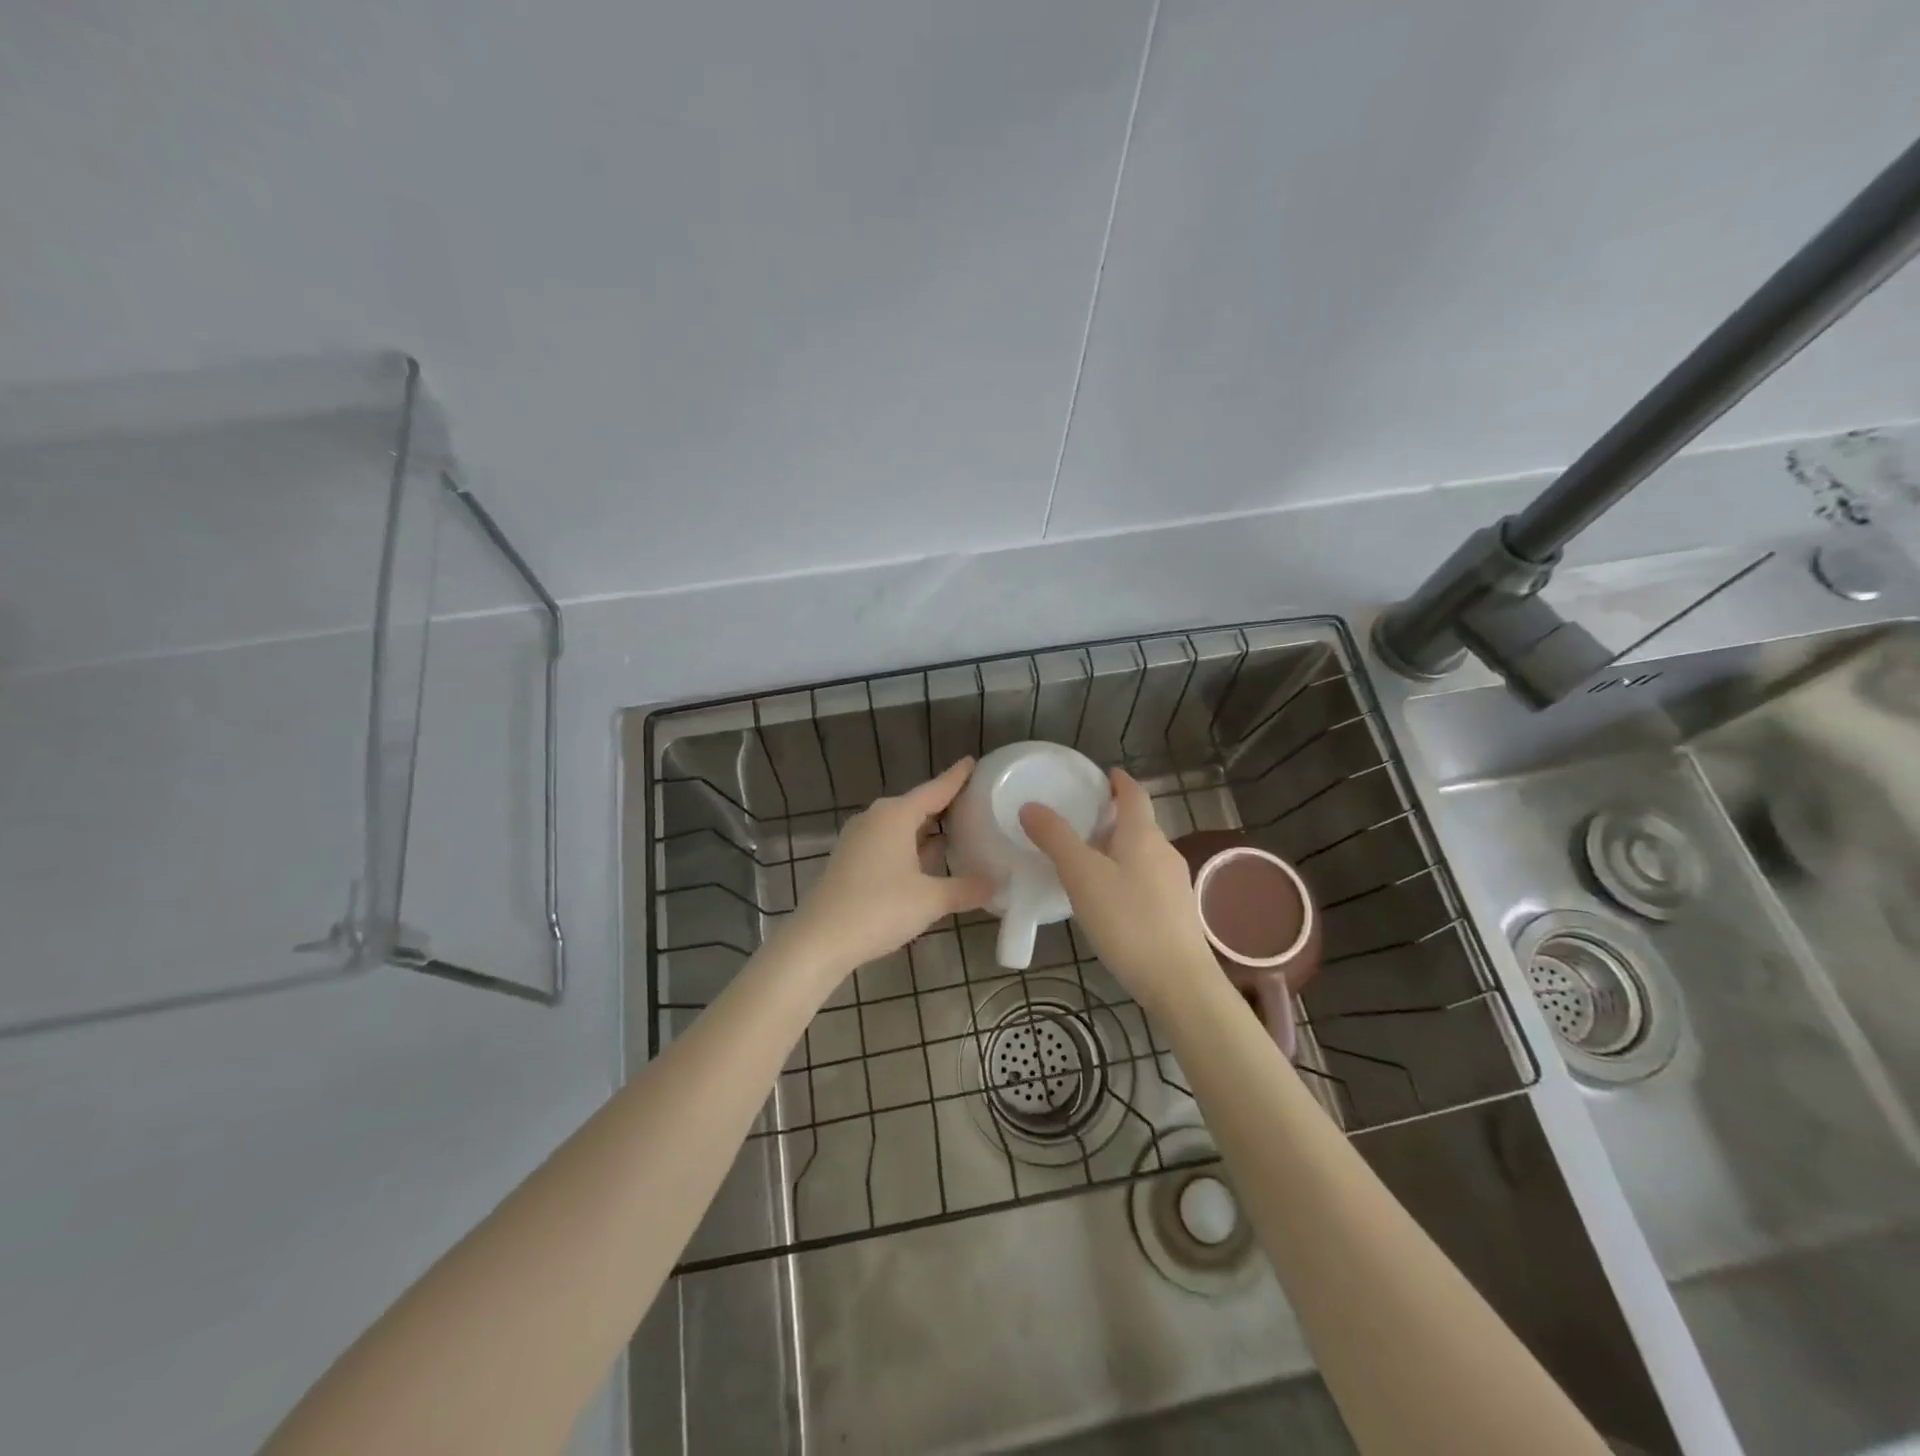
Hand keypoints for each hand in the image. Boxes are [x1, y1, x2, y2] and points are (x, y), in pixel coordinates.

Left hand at [782, 759, 993, 978]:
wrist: (819, 940)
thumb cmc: (879, 909)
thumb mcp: (931, 900)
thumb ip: (966, 889)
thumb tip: (995, 884)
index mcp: (896, 815)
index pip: (935, 789)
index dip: (957, 777)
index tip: (972, 761)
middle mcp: (875, 818)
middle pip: (917, 805)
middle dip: (945, 805)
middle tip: (976, 803)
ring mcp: (859, 839)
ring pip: (901, 826)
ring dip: (927, 830)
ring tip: (959, 831)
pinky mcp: (850, 860)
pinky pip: (888, 843)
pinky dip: (911, 846)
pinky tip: (928, 861)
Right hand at [1020, 768, 1214, 1009]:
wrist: (1179, 982)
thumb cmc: (1128, 922)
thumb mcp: (1082, 877)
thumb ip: (1056, 839)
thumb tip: (1031, 806)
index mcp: (1143, 835)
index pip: (1134, 794)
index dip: (1118, 781)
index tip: (1102, 775)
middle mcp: (1164, 852)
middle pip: (1139, 823)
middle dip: (1113, 816)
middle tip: (1080, 819)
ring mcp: (1175, 883)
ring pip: (1143, 853)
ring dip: (1118, 847)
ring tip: (1087, 859)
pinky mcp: (1176, 912)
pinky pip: (1147, 879)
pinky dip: (1126, 874)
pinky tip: (1109, 898)